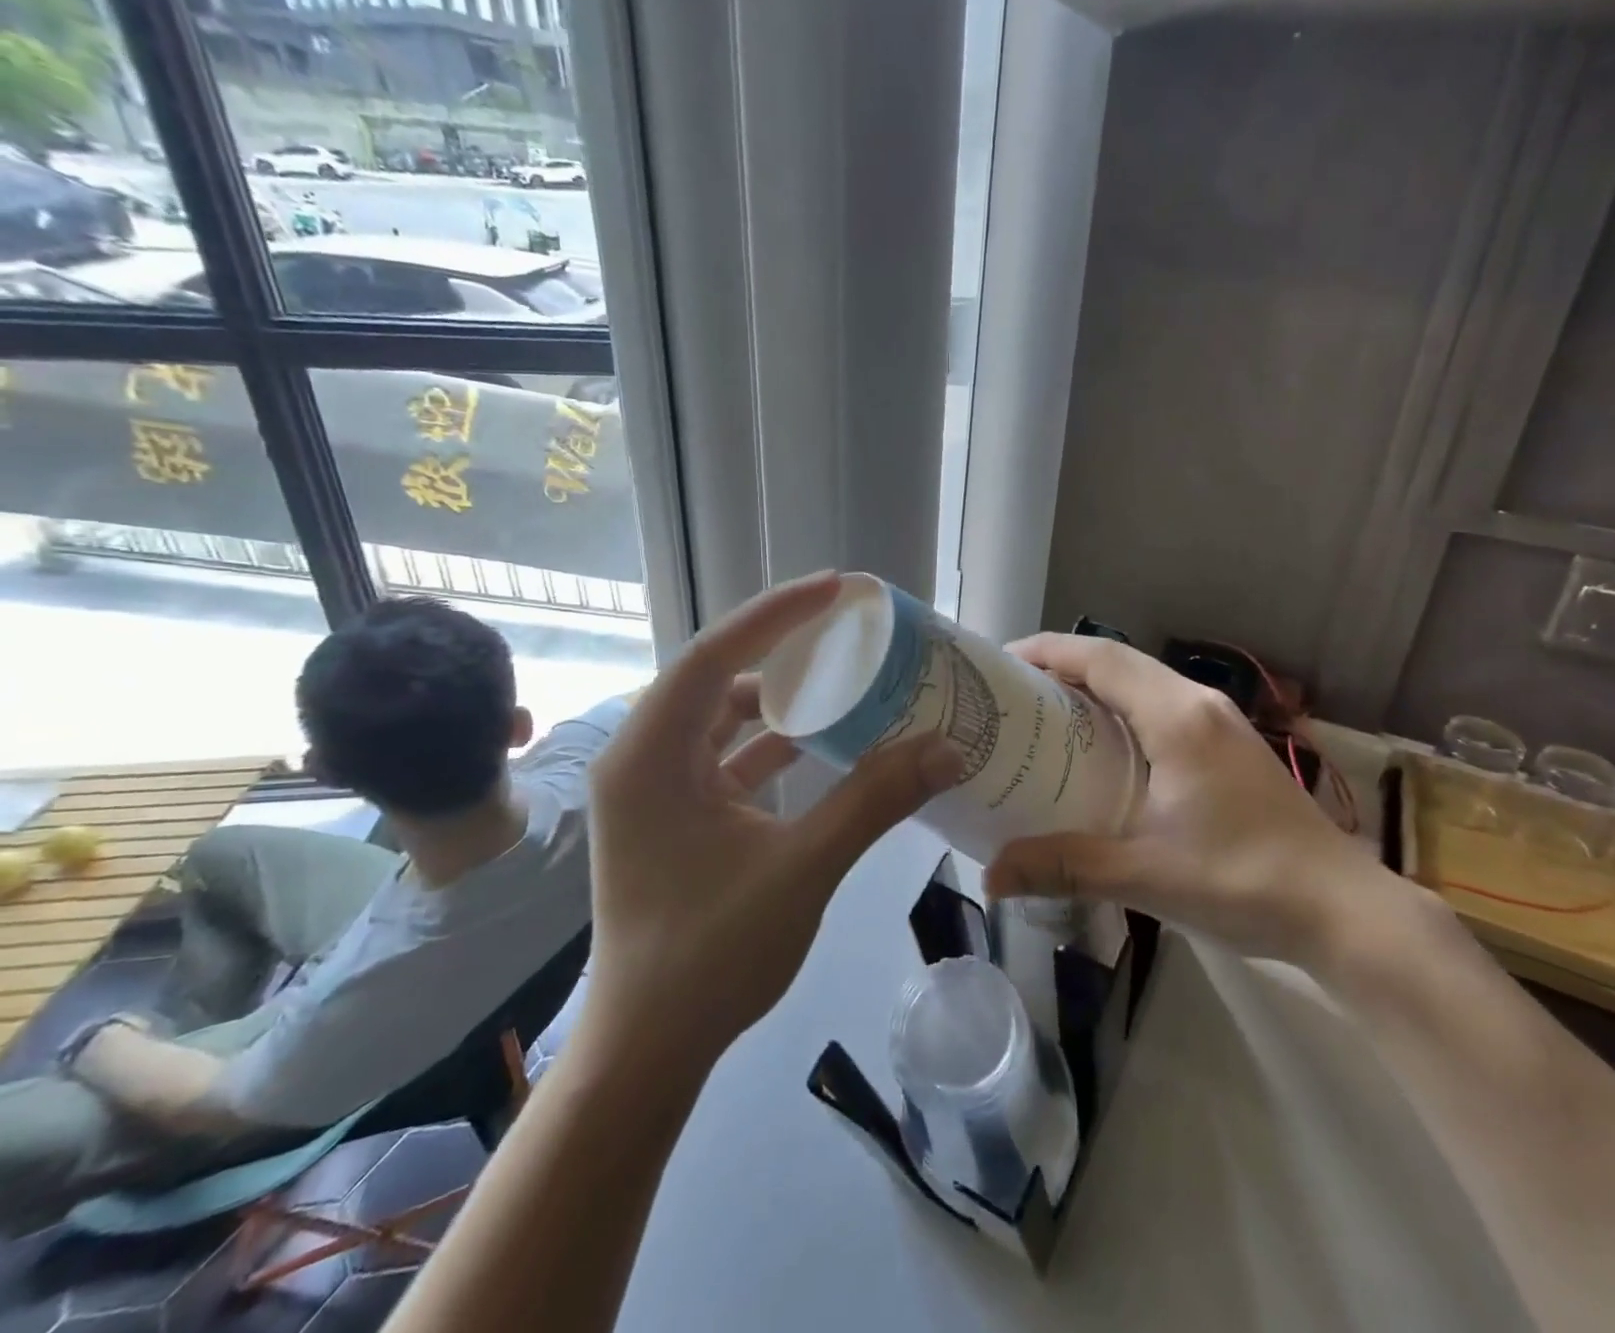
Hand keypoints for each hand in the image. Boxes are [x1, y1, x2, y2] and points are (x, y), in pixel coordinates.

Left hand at [582, 573, 964, 1063]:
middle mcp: (641, 760)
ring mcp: (654, 790)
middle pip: (712, 677)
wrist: (648, 1051)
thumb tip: (947, 748)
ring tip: (835, 673)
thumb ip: (874, 801)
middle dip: (776, 645)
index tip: (835, 590)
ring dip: (774, 695)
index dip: (774, 616)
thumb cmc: (710, 956)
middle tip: (840, 623)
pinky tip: (818, 741)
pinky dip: (769, 743)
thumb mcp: (802, 868)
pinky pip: (724, 757)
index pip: (711, 657)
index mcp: (649, 758)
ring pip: (718, 718)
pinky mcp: (673, 817)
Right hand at [983, 634, 1393, 969]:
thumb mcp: (1147, 875)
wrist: (1343, 910)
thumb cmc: (1245, 882)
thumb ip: (1066, 867)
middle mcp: (1198, 705)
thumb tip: (990, 876)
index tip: (1000, 663)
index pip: (1102, 658)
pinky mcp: (1229, 747)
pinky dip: (1121, 711)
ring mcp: (1220, 723)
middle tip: (1012, 694)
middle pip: (1120, 662)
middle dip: (1063, 666)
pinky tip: (1102, 750)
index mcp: (1178, 718)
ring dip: (1094, 687)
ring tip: (1046, 716)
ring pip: (1143, 683)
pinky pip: (1161, 707)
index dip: (1047, 651)